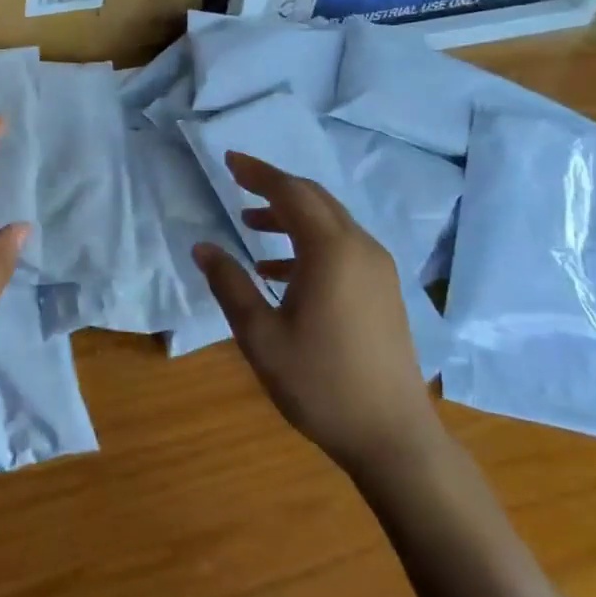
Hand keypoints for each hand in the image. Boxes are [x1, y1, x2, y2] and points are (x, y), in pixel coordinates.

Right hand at [194, 151, 443, 478]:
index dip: (257, 173)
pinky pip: (342, 246)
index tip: (229, 160)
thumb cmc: (320, 383)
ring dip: (290, 216)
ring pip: (330, 222)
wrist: (392, 436)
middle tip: (237, 183)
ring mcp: (378, 269)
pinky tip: (279, 271)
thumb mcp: (261, 336)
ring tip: (250, 225)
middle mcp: (360, 248)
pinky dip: (309, 243)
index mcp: (331, 251)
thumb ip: (229, 285)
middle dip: (275, 187)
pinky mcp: (384, 290)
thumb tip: (202, 246)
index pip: (290, 193)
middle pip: (315, 199)